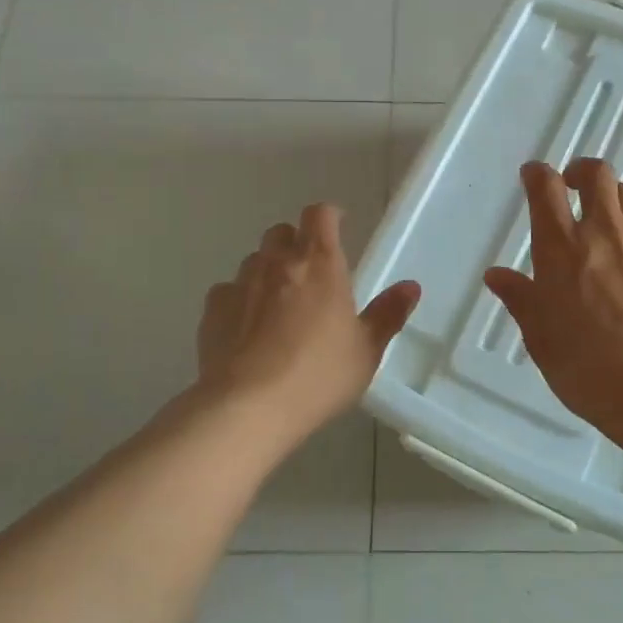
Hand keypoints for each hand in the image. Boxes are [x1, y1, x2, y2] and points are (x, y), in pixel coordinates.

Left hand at [196, 203, 420, 444]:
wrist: (248, 408)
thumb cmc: (318, 375)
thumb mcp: (366, 351)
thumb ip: (388, 314)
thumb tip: (411, 287)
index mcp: (320, 264)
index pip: (320, 214)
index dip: (328, 216)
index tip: (337, 227)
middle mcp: (278, 263)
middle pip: (281, 232)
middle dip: (295, 243)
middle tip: (309, 273)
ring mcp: (241, 284)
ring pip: (254, 260)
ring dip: (267, 272)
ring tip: (277, 305)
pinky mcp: (212, 311)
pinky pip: (227, 292)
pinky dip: (239, 301)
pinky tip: (246, 330)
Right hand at [484, 159, 622, 437]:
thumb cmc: (584, 363)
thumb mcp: (539, 334)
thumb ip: (519, 297)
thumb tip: (496, 275)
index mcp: (561, 246)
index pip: (546, 187)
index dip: (537, 174)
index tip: (533, 176)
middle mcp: (602, 231)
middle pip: (597, 175)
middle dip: (582, 171)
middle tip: (573, 187)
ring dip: (611, 198)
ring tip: (604, 220)